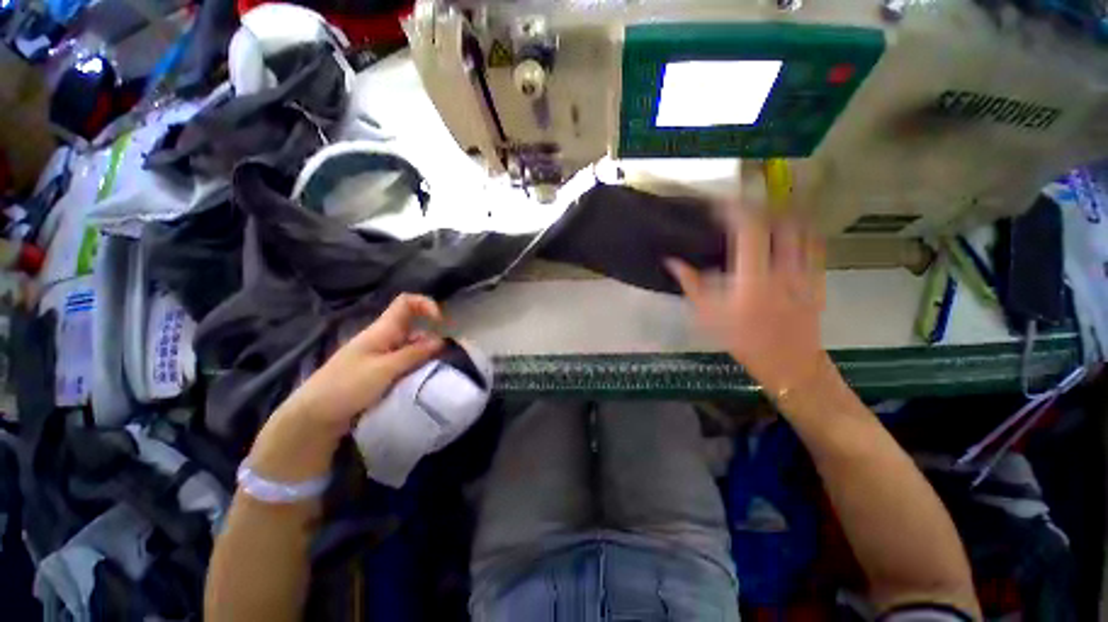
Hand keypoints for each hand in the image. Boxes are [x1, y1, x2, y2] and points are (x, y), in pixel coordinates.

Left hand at [247, 294, 444, 482]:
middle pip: (412, 324)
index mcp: (381, 330)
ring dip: (424, 353)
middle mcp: (382, 337)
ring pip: (409, 344)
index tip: (440, 322)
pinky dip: (414, 365)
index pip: (406, 302)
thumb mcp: (384, 370)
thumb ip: (414, 354)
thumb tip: (441, 340)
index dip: (426, 304)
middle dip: (430, 334)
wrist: (313, 415)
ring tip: (432, 369)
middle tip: (441, 354)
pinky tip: (419, 378)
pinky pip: (403, 359)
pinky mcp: (378, 369)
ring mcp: (379, 353)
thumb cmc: (347, 387)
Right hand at [667, 206, 827, 395]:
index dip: (735, 210)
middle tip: (745, 203)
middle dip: (762, 206)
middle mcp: (784, 270)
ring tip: (767, 210)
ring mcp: (806, 273)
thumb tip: (672, 262)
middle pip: (781, 222)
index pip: (749, 230)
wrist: (790, 364)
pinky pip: (815, 246)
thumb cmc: (744, 341)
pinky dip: (802, 231)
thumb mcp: (709, 316)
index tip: (720, 204)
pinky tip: (790, 232)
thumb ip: (691, 285)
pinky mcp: (819, 279)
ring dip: (784, 214)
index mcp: (753, 279)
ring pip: (802, 230)